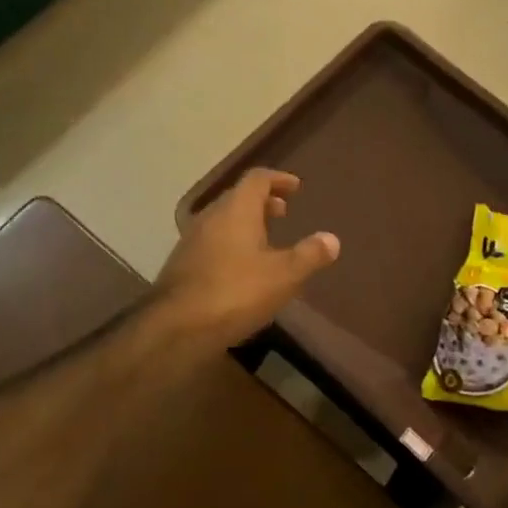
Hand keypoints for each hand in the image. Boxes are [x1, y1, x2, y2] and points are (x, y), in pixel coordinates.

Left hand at [153, 169, 340, 349]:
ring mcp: (192, 241)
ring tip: (267, 242)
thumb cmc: (235, 292)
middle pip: (238, 198)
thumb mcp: (283, 276)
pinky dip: (232, 244)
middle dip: (263, 202)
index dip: (278, 179)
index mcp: (236, 210)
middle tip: (283, 213)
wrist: (176, 328)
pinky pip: (212, 242)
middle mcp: (211, 217)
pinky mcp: (182, 266)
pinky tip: (242, 270)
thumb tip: (332, 239)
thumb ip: (309, 255)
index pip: (257, 179)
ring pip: (223, 221)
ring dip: (246, 224)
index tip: (295, 187)